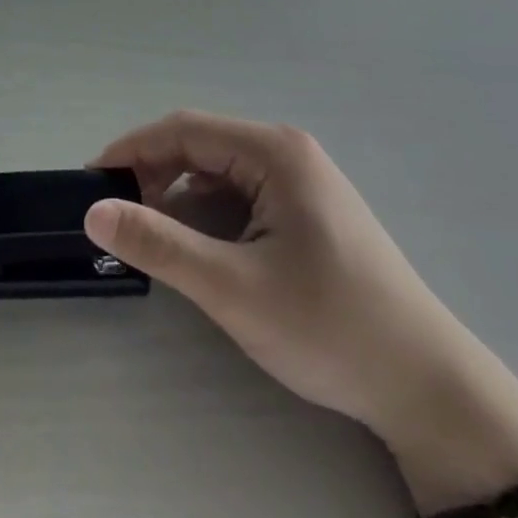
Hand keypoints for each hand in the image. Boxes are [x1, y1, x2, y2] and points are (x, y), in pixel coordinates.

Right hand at [85, 111, 517, 497]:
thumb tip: (94, 211)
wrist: (427, 387)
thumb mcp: (233, 289)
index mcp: (274, 151)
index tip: (91, 183)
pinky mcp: (306, 210)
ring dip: (178, 196)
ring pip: (218, 171)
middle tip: (117, 219)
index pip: (184, 129)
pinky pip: (240, 195)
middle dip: (153, 175)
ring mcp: (300, 180)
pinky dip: (207, 213)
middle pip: (200, 146)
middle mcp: (287, 152)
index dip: (131, 150)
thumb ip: (160, 244)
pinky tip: (196, 247)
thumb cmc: (330, 327)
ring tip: (150, 237)